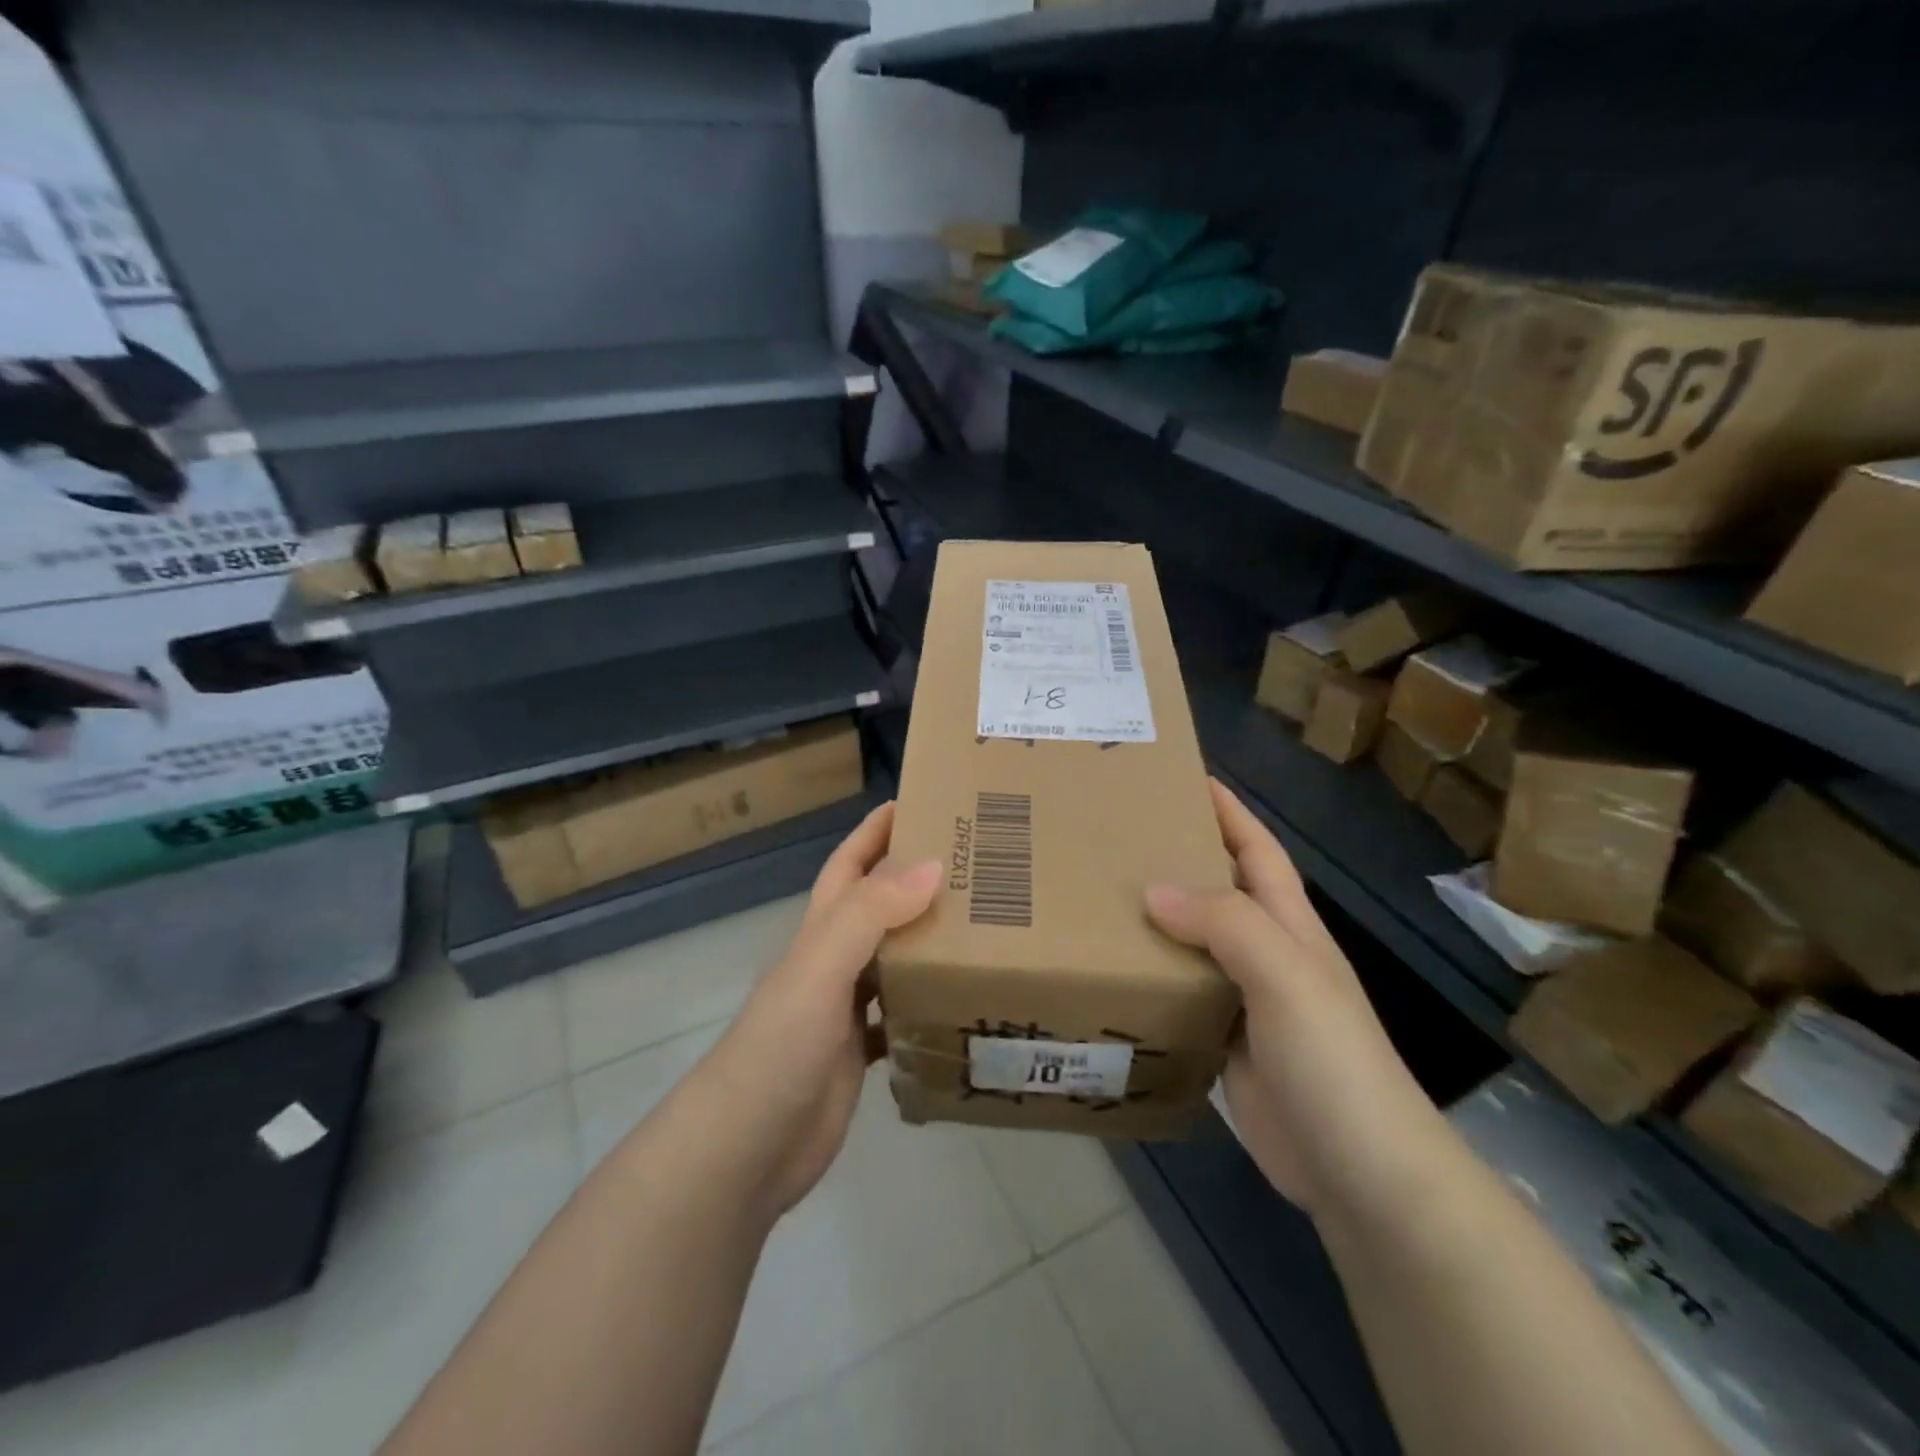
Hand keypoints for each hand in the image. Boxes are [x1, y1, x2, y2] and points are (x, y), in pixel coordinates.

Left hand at [708, 802, 939, 1218]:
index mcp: (822, 931)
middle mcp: (834, 961)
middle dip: (918, 879)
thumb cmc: (779, 1047)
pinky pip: (903, 1015)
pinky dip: (930, 1003)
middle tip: (978, 865)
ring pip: (896, 958)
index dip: (877, 830)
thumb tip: (934, 863)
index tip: (922, 801)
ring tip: (987, 925)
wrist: (746, 1149)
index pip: (850, 864)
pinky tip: (964, 1001)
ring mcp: (846, 1009)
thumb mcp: (821, 968)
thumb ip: (871, 914)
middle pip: (879, 906)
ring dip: (930, 940)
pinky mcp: (861, 1053)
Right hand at [1145, 781, 1444, 1218]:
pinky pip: (1181, 995)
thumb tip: (1152, 890)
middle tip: (1113, 838)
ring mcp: (1246, 1002)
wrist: (1362, 1174)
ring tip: (1098, 898)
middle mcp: (1267, 955)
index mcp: (1289, 926)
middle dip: (1176, 858)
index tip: (1179, 777)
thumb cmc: (1332, 1060)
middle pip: (1218, 891)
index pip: (1256, 849)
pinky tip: (1112, 972)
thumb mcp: (1285, 976)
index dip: (1226, 810)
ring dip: (1155, 920)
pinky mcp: (1224, 1044)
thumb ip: (1224, 924)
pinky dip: (1152, 978)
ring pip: (1193, 944)